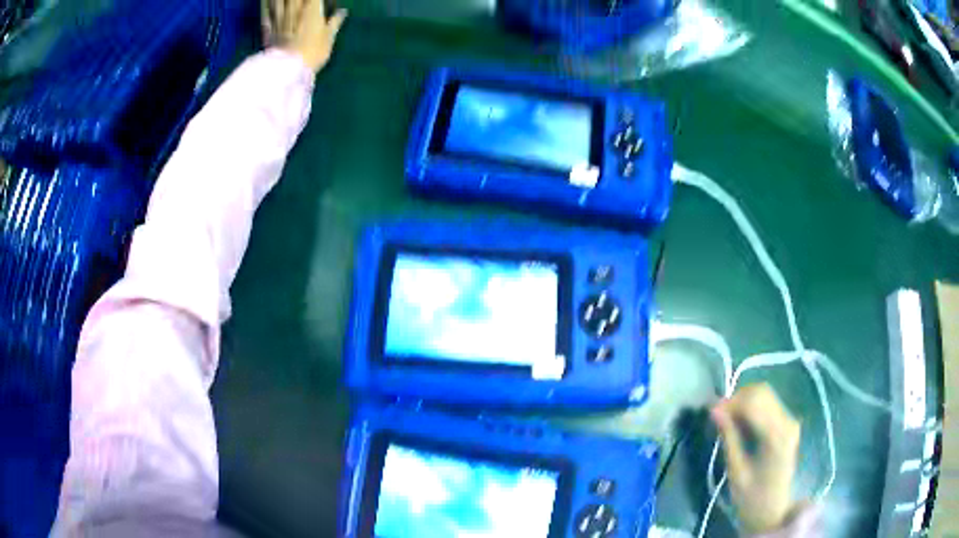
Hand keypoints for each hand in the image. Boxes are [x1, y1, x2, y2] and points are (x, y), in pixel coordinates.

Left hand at [262, 0, 347, 73]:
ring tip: (288, 2)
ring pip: (278, 0)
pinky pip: (267, 11)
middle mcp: (295, 7)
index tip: (318, 1)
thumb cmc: (313, 52)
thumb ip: (335, 22)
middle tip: (303, 2)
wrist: (287, 69)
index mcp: (312, 7)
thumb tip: (342, 12)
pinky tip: (267, 2)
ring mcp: (280, 16)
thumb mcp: (328, 38)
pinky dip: (267, 5)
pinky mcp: (269, 26)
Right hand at [711, 384, 800, 534]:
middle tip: (717, 415)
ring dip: (744, 401)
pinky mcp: (787, 423)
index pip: (754, 403)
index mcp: (777, 436)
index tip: (710, 411)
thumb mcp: (736, 470)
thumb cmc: (751, 497)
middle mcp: (788, 421)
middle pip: (761, 393)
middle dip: (737, 398)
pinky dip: (751, 407)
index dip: (731, 402)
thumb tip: (714, 410)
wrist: (772, 510)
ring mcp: (790, 420)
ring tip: (726, 419)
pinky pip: (768, 404)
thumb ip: (729, 437)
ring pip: (765, 394)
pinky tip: (740, 422)